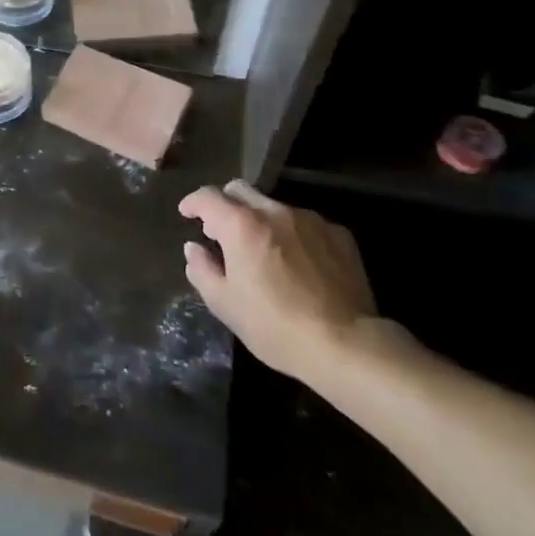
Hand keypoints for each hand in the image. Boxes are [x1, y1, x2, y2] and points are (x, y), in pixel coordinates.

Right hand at [180, 187, 377, 381]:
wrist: (346, 345)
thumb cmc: (275, 326)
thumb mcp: (224, 304)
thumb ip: (201, 269)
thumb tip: (194, 248)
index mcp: (241, 224)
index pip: (207, 197)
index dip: (192, 203)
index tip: (187, 214)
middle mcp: (274, 211)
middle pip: (240, 190)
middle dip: (225, 204)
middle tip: (222, 231)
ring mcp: (309, 220)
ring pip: (274, 207)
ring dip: (260, 221)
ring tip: (263, 251)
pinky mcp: (338, 235)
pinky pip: (305, 224)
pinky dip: (292, 234)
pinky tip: (298, 262)